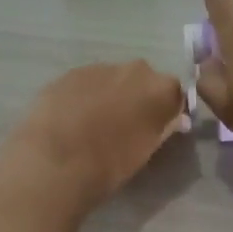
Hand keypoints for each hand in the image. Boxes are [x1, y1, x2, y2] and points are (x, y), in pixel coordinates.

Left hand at [7, 60, 188, 209]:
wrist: (56, 161)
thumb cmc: (110, 163)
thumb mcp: (146, 151)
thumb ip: (164, 129)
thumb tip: (176, 120)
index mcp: (160, 89)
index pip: (174, 93)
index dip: (166, 110)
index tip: (158, 127)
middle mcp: (134, 69)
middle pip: (143, 80)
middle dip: (137, 98)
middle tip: (125, 126)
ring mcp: (99, 68)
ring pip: (113, 79)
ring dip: (110, 96)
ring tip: (94, 124)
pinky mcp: (69, 73)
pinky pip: (86, 83)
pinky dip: (84, 96)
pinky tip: (72, 119)